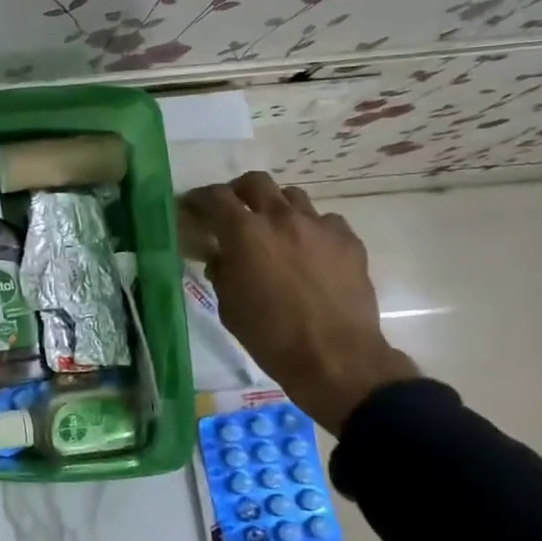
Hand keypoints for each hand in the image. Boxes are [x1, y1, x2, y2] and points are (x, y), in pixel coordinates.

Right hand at [183, 172, 418, 433]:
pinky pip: (325, 221)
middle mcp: (281, 218)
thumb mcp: (228, 305)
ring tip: (273, 230)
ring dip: (276, 208)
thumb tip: (222, 257)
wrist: (336, 358)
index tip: (192, 207)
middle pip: (256, 182)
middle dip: (239, 191)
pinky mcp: (348, 241)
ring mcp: (319, 226)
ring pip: (293, 196)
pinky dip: (311, 229)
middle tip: (233, 211)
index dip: (200, 198)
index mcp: (244, 233)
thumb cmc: (270, 336)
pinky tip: (309, 251)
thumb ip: (222, 271)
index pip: (216, 197)